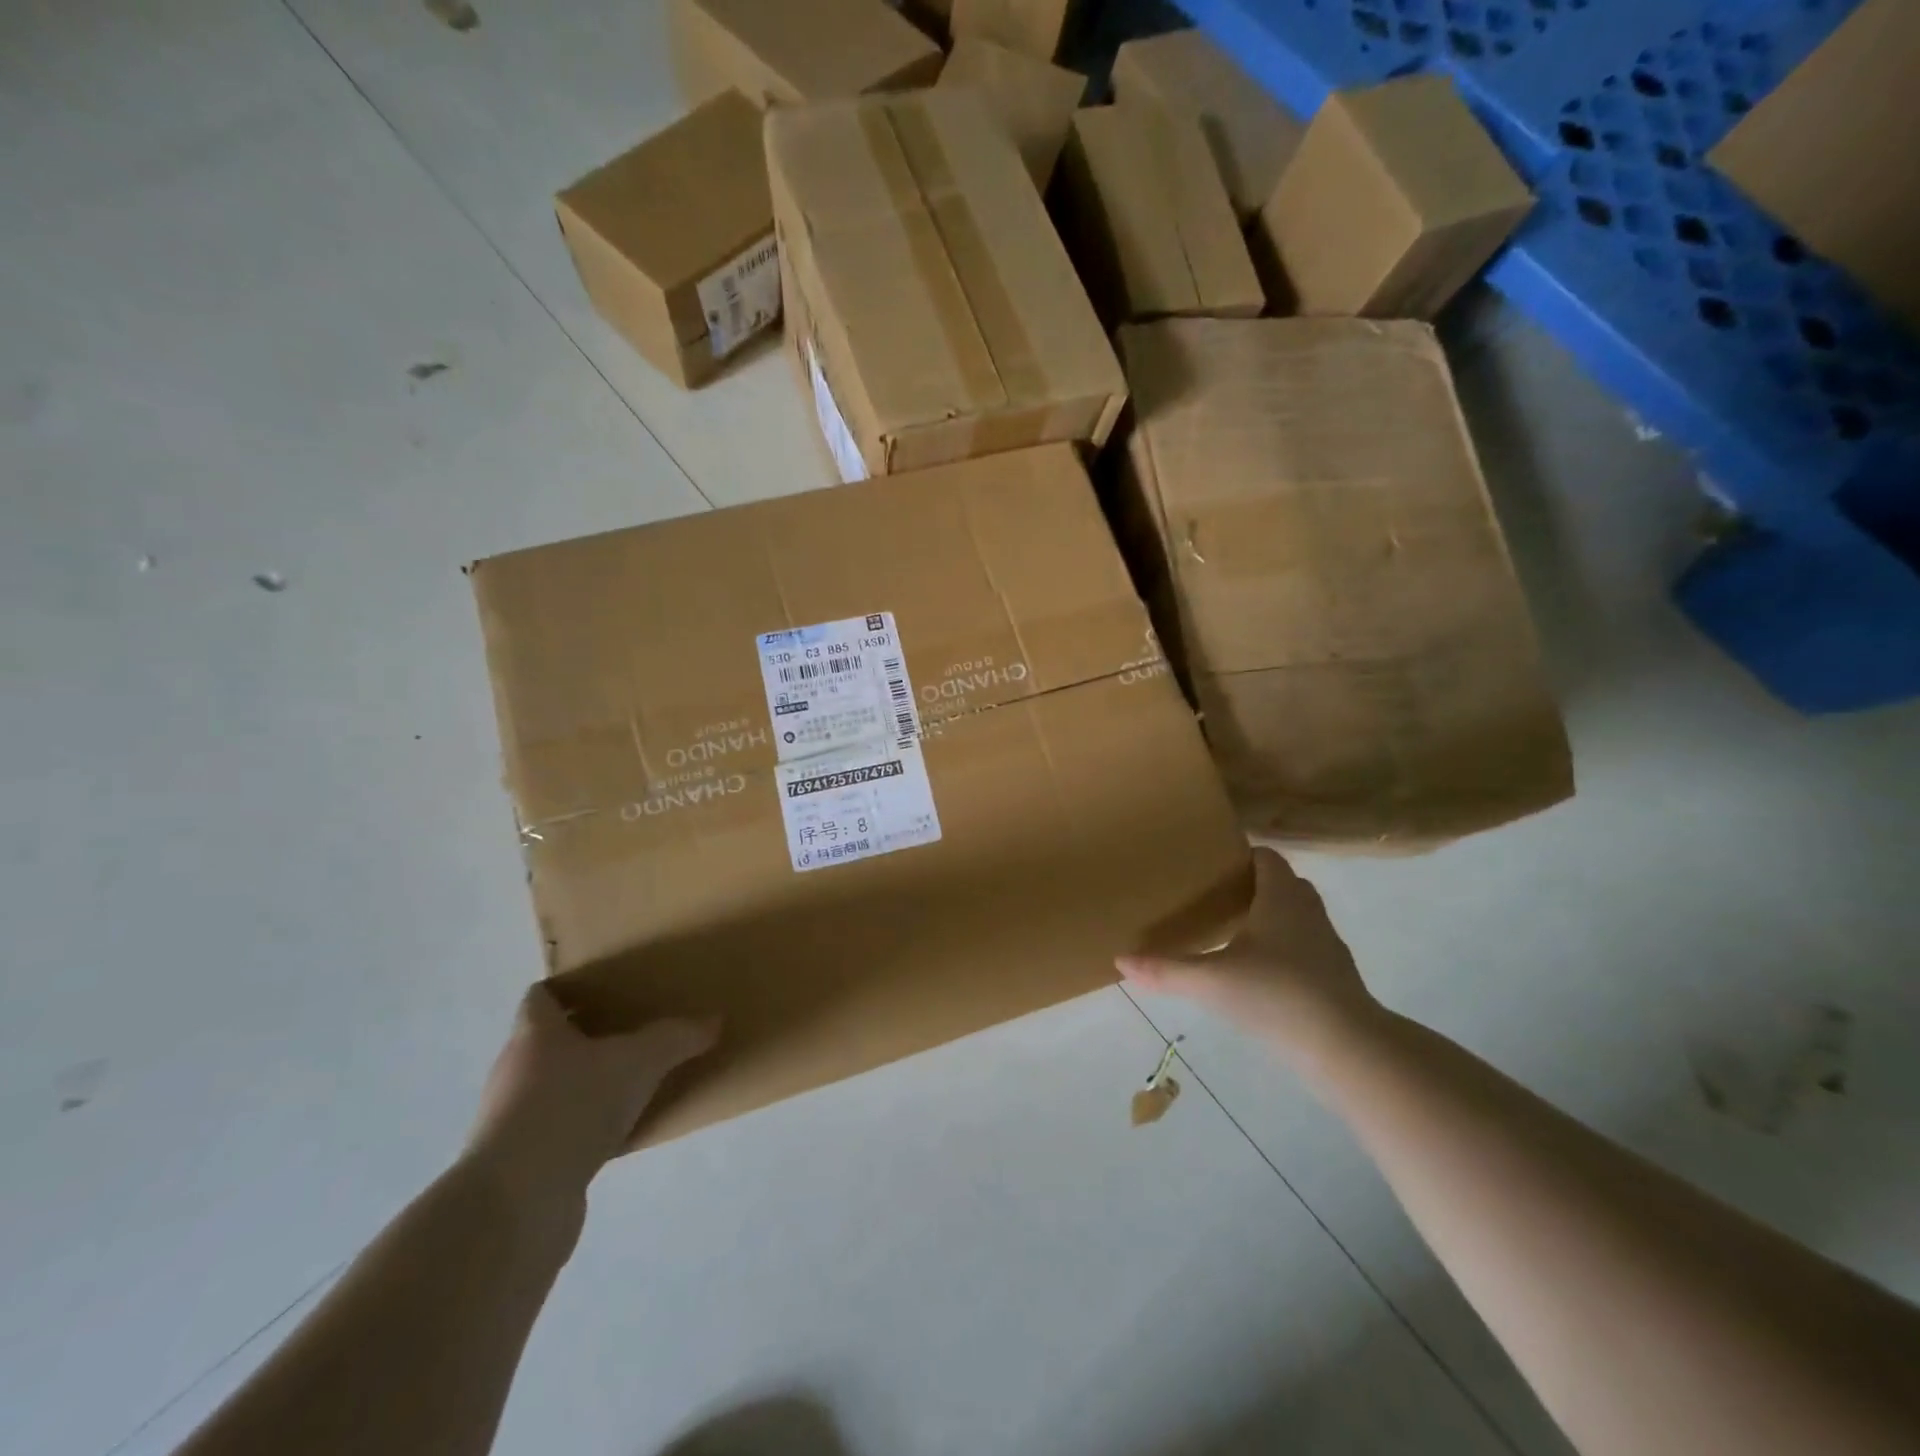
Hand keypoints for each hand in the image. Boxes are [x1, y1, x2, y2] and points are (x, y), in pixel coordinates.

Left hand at [463, 984, 717, 1215]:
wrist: (517, 1202)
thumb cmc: (572, 1106)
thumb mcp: (639, 1061)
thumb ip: (677, 1037)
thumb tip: (714, 1020)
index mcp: (534, 1034)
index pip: (541, 996)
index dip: (570, 988)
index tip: (605, 987)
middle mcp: (514, 1070)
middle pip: (547, 1041)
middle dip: (586, 1035)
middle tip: (631, 1029)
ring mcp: (510, 1120)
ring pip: (552, 1087)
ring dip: (585, 1083)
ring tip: (631, 1081)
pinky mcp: (519, 1163)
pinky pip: (558, 1129)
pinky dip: (584, 1126)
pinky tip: (619, 1132)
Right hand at [1118, 849, 1379, 1059]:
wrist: (1345, 1047)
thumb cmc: (1276, 995)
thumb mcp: (1212, 982)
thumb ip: (1166, 970)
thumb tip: (1121, 960)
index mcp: (1280, 896)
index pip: (1265, 857)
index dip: (1241, 855)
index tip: (1210, 866)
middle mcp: (1307, 910)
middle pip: (1282, 883)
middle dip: (1251, 886)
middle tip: (1214, 898)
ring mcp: (1326, 943)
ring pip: (1295, 915)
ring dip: (1269, 917)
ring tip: (1232, 932)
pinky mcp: (1334, 975)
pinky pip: (1304, 946)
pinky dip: (1283, 949)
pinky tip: (1257, 973)